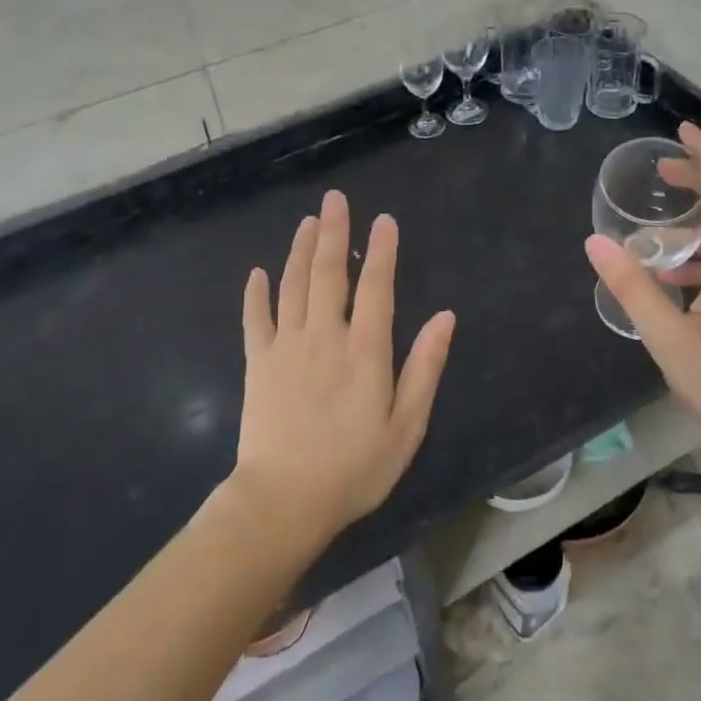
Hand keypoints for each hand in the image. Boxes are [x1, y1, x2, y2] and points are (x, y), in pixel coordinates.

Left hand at [233, 190, 455, 546]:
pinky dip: (255, 293)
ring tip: (307, 222)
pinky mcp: (258, 364)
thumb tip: (445, 318)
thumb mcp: (406, 426)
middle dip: (333, 233)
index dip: (381, 251)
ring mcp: (286, 347)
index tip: (383, 220)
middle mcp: (324, 337)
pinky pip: (255, 319)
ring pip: (293, 286)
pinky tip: (257, 273)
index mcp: (365, 351)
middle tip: (334, 199)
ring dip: (300, 250)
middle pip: (329, 274)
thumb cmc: (354, 468)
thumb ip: (424, 368)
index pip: (376, 287)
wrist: (283, 502)